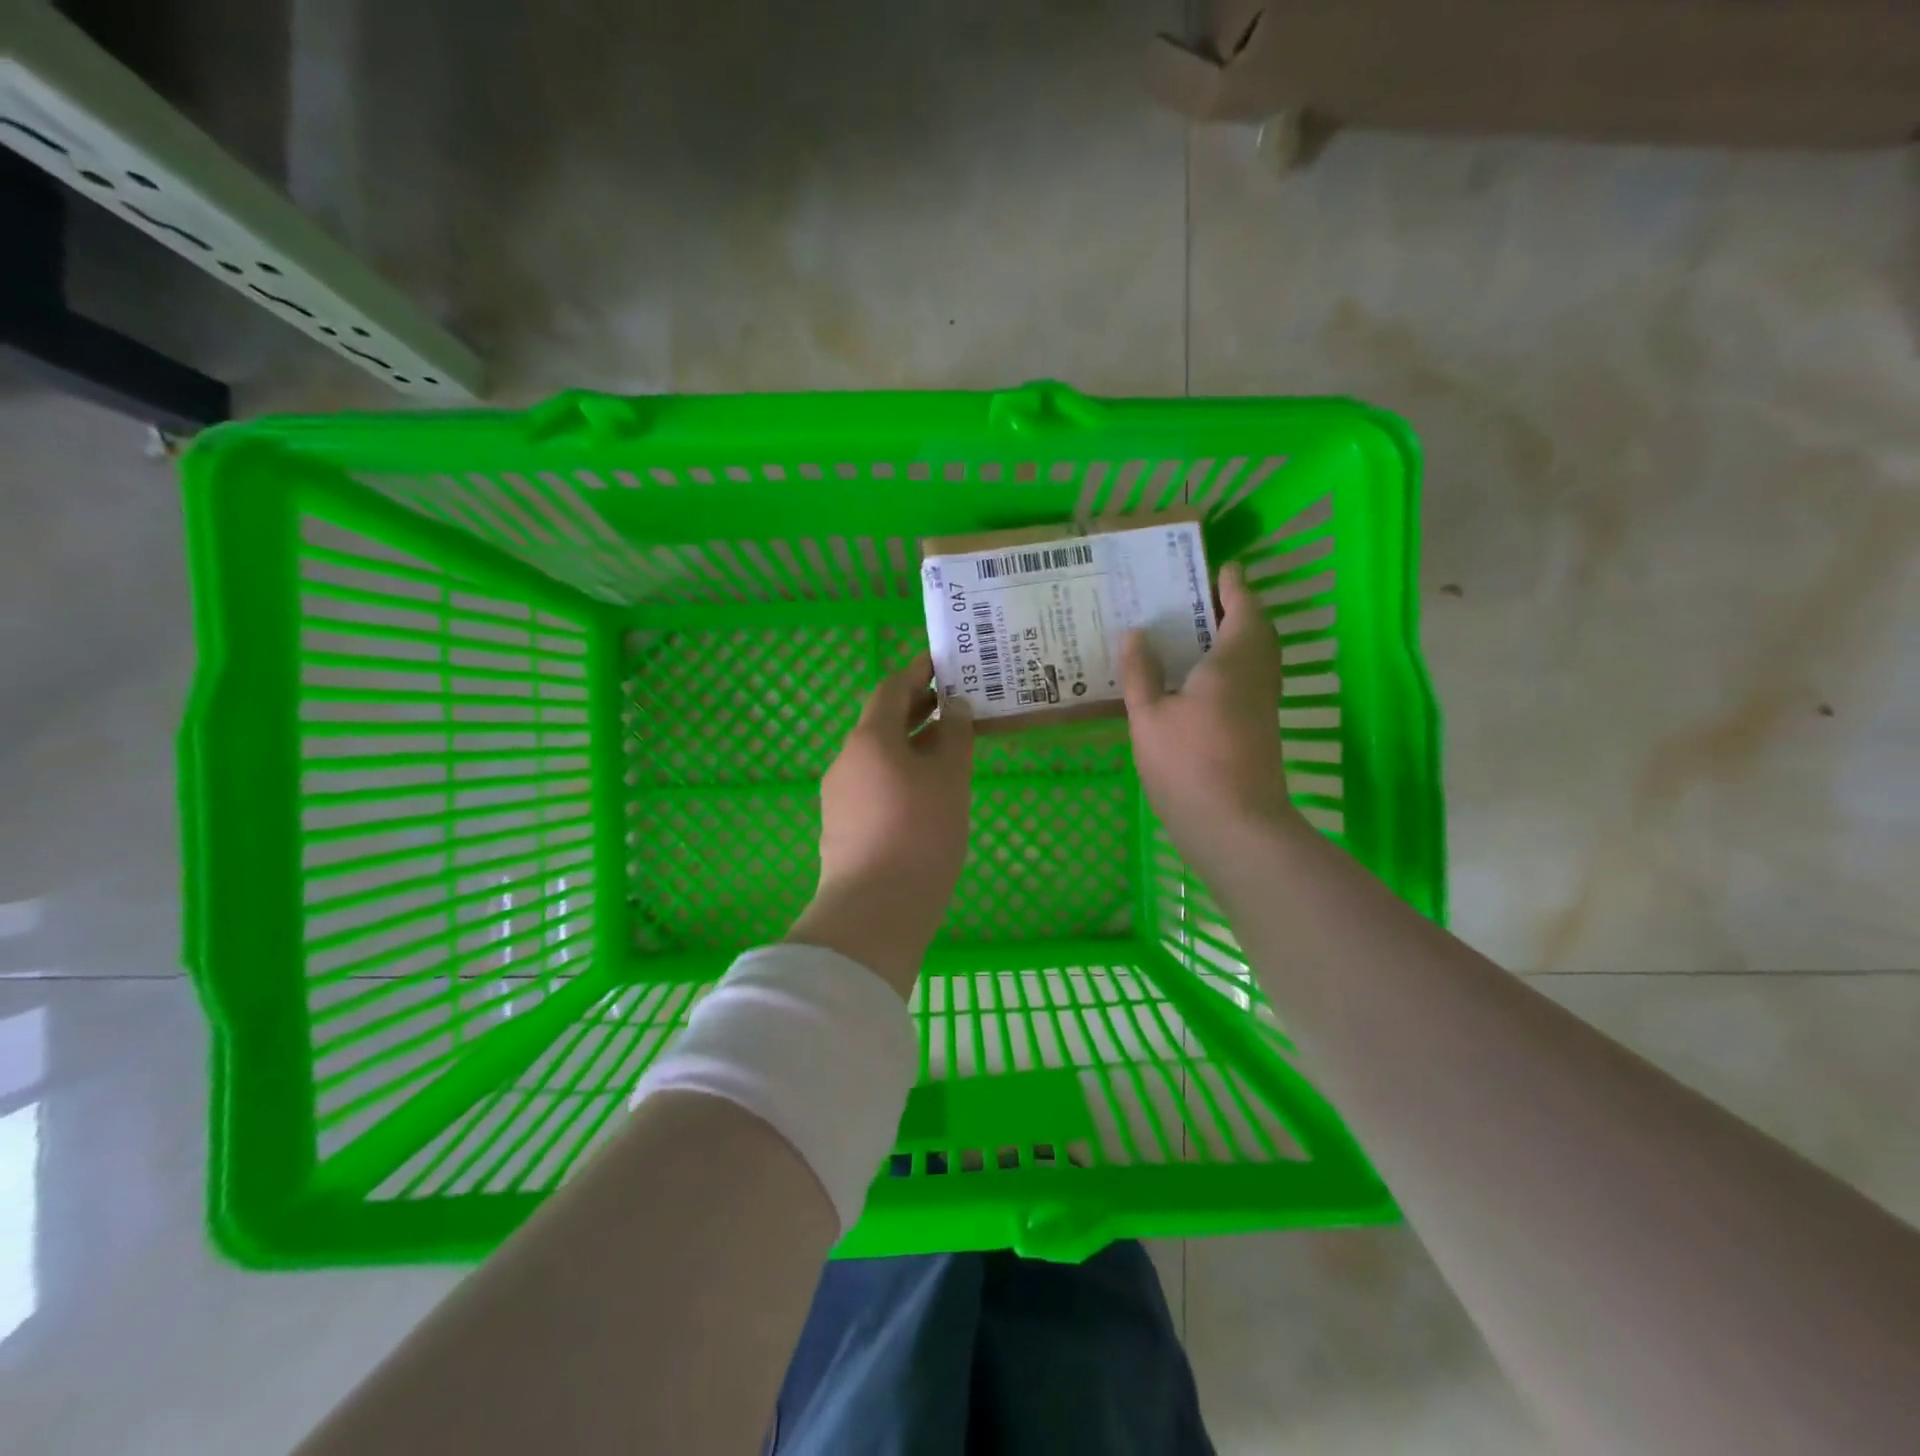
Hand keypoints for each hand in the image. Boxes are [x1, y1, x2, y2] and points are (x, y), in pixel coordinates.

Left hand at [787, 653, 974, 996]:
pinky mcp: (840, 826)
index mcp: (870, 739)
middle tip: (954, 705)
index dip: (917, 672)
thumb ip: (954, 736)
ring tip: (947, 750)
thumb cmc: (920, 833)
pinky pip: (872, 784)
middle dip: (916, 709)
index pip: (891, 689)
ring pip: (877, 756)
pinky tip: (923, 793)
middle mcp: (846, 760)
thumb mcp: (949, 779)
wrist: (874, 911)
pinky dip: (898, 774)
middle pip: (881, 722)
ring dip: (909, 745)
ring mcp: (838, 795)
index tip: (942, 663)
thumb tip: (954, 707)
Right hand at [1120, 562, 1298, 869]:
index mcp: (1234, 661)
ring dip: (1236, 638)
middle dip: (1236, 609)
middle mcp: (1257, 676)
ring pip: (1256, 657)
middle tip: (1202, 598)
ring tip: (1198, 633)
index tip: (1220, 567)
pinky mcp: (1260, 730)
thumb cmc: (1188, 764)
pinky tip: (1199, 680)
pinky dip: (1231, 666)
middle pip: (1256, 630)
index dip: (1233, 585)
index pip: (1242, 607)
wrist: (1235, 826)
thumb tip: (1136, 633)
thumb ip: (1142, 672)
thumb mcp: (1149, 716)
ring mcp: (1263, 705)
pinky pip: (1249, 680)